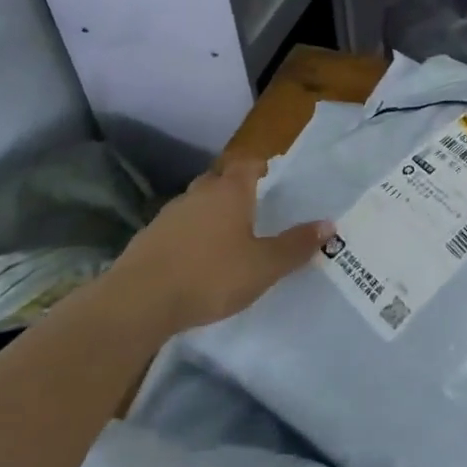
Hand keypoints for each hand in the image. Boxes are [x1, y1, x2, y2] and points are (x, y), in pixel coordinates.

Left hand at [109, 160, 331, 334]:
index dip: (261, 167)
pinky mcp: (146, 240)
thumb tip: (329, 225)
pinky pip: (176, 228)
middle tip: (253, 208)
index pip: (248, 164)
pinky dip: (188, 236)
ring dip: (209, 213)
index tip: (272, 177)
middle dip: (234, 189)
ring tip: (225, 237)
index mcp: (230, 192)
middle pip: (219, 179)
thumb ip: (296, 245)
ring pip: (195, 204)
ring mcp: (168, 215)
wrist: (136, 303)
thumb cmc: (210, 275)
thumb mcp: (264, 266)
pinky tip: (194, 260)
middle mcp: (199, 194)